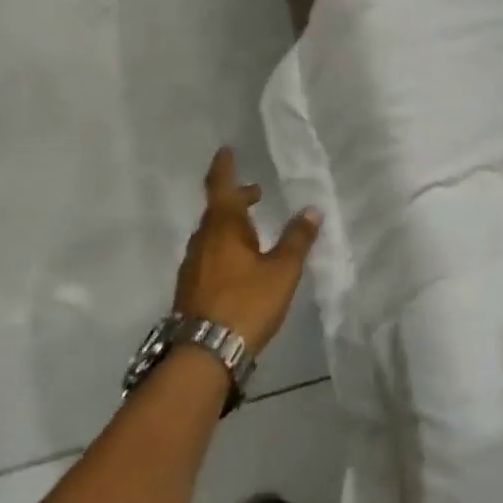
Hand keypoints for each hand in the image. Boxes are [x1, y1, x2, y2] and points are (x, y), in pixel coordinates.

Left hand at [172, 148, 321, 354]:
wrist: (203, 352)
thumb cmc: (246, 303)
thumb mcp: (282, 271)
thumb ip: (297, 240)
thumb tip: (311, 210)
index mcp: (222, 227)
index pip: (221, 187)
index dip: (224, 167)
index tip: (226, 151)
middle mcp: (202, 240)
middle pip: (217, 211)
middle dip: (236, 199)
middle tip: (255, 194)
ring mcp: (193, 265)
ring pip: (212, 234)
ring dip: (230, 225)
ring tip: (253, 231)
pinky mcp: (190, 288)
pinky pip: (208, 255)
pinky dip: (224, 247)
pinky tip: (239, 264)